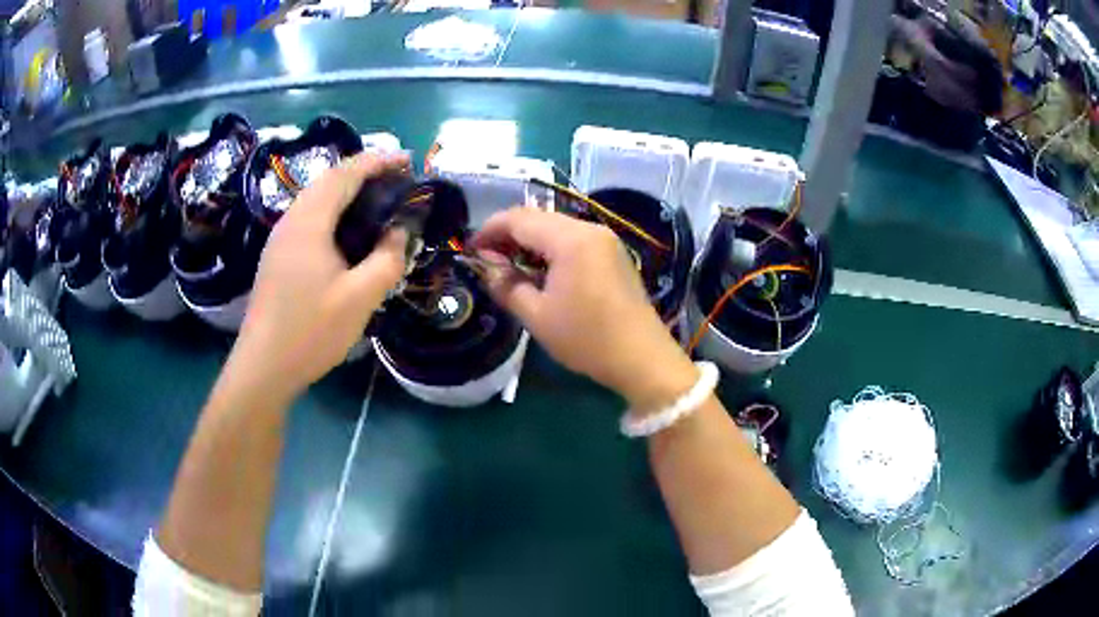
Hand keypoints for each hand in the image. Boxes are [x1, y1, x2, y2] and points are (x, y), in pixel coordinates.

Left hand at [224, 152, 409, 402]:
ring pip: (316, 198)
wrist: (264, 366)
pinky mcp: (278, 256)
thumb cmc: (310, 331)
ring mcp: (280, 238)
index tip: (407, 160)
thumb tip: (400, 231)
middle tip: (396, 179)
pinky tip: (347, 230)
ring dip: (347, 190)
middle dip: (363, 171)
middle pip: (328, 180)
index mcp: (309, 222)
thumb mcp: (360, 298)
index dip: (377, 161)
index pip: (345, 174)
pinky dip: (334, 210)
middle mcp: (291, 220)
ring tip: (377, 199)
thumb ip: (387, 259)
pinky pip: (309, 217)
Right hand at [471, 209, 697, 410]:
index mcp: (570, 239)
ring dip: (529, 242)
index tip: (469, 250)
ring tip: (509, 268)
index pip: (518, 218)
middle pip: (538, 218)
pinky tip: (540, 272)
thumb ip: (506, 284)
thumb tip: (486, 265)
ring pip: (556, 228)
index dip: (489, 230)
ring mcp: (605, 240)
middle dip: (508, 235)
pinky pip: (574, 240)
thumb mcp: (537, 316)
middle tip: (486, 260)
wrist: (643, 359)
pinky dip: (550, 249)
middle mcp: (590, 229)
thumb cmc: (587, 339)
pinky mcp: (613, 254)